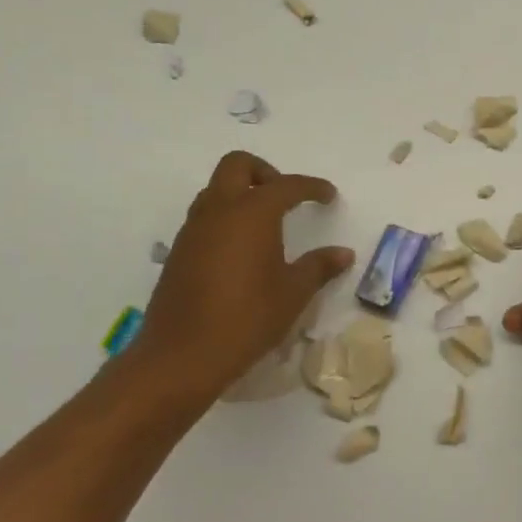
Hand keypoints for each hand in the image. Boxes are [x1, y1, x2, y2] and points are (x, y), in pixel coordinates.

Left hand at [125, 152, 353, 404]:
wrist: (181, 356)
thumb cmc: (247, 318)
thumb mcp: (293, 293)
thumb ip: (319, 267)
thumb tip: (343, 253)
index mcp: (252, 212)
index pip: (287, 185)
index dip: (312, 187)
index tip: (328, 196)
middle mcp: (219, 210)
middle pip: (237, 165)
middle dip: (265, 172)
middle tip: (287, 198)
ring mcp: (193, 230)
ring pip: (216, 190)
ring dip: (241, 194)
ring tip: (266, 224)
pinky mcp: (178, 252)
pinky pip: (204, 217)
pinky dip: (225, 218)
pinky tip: (241, 251)